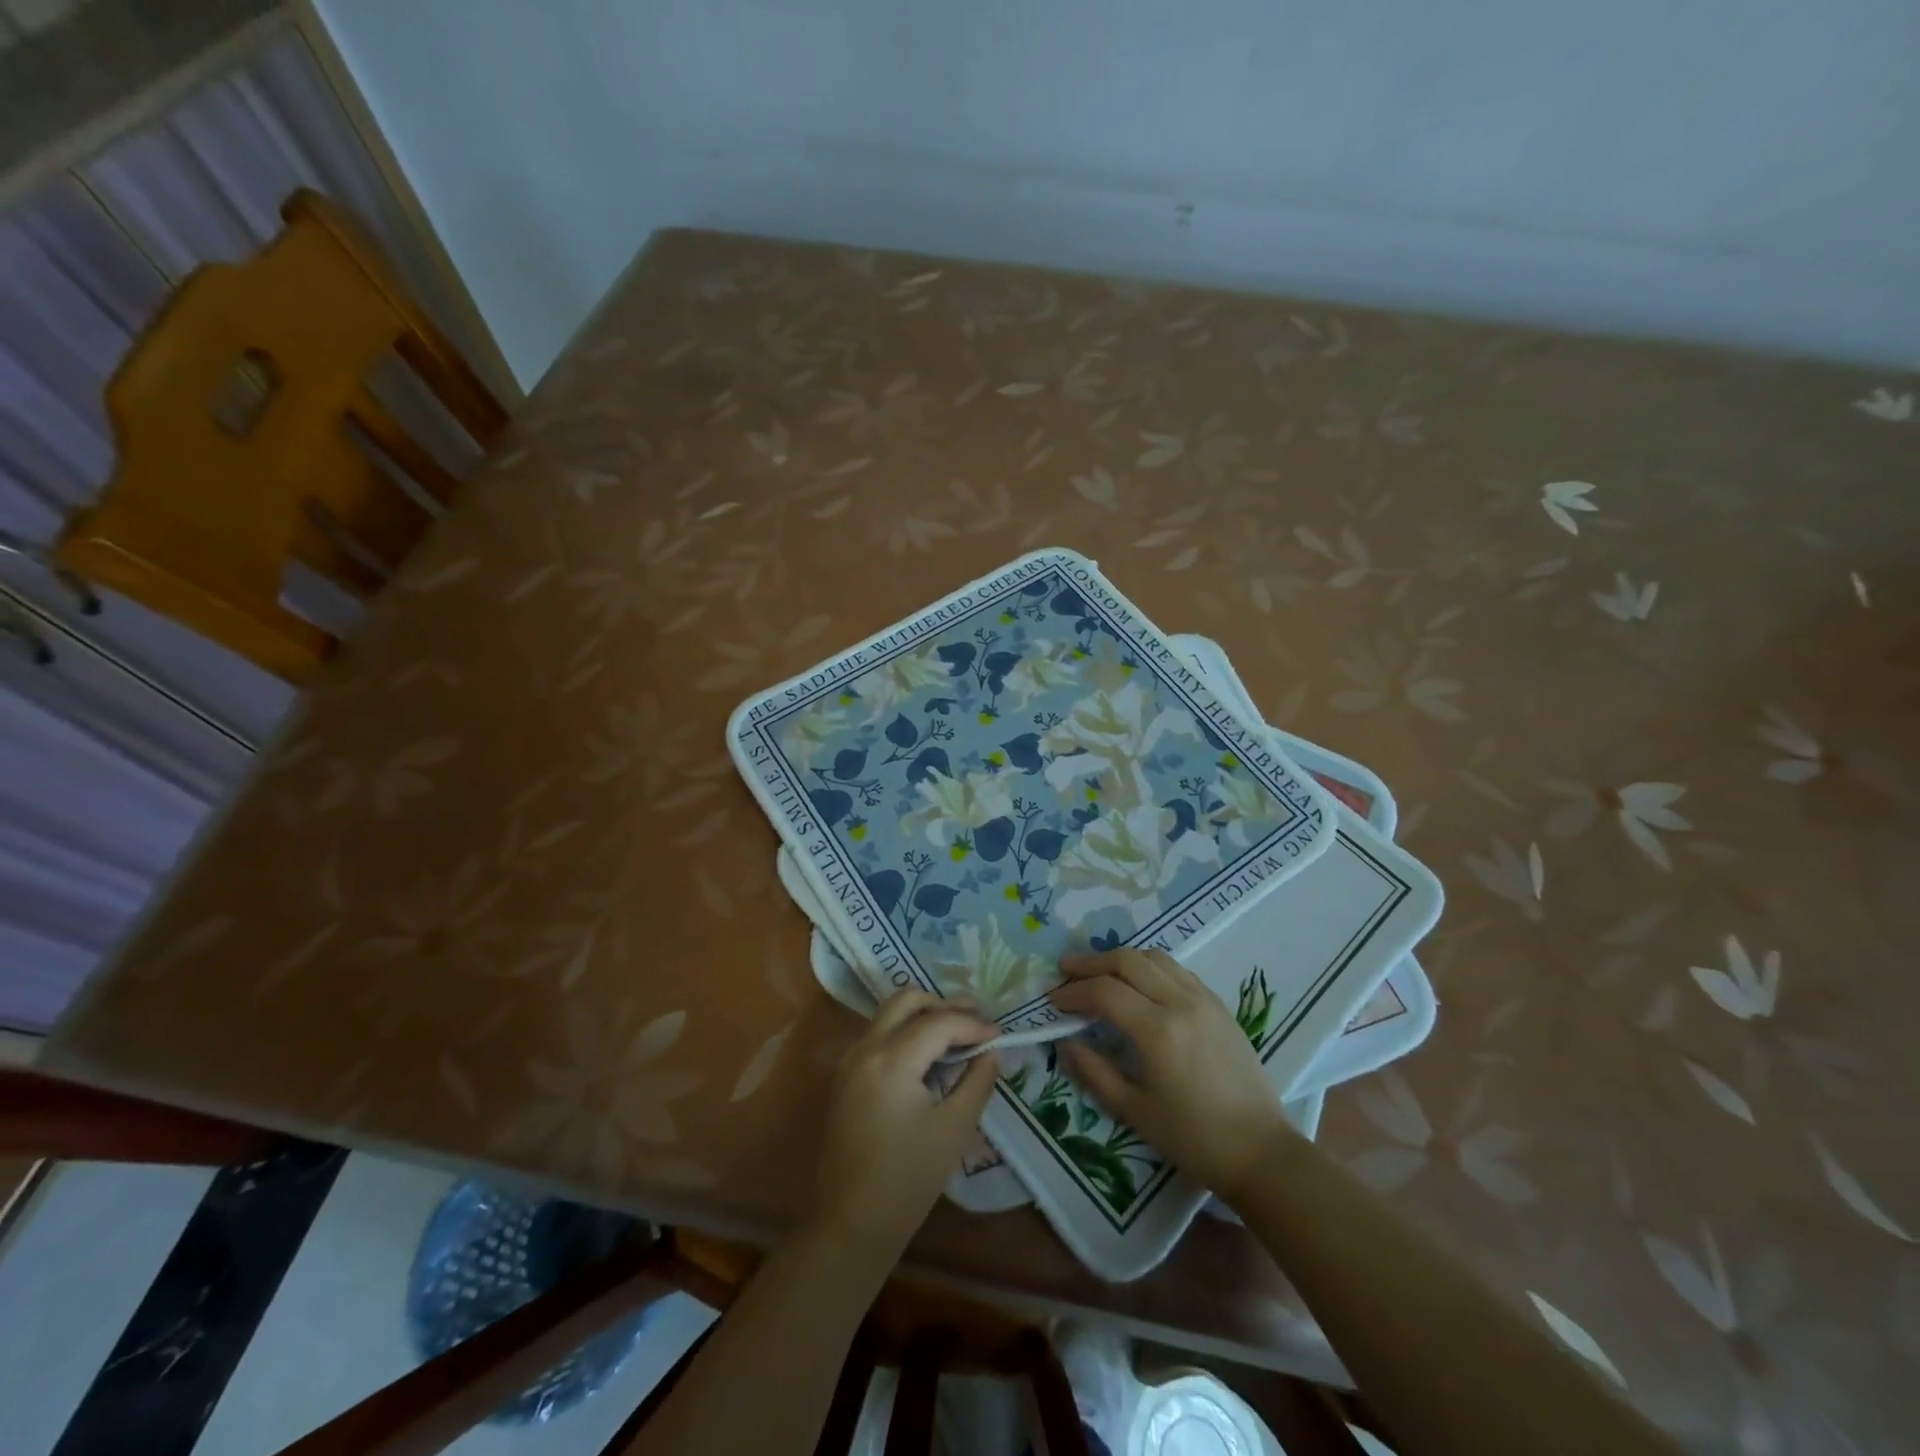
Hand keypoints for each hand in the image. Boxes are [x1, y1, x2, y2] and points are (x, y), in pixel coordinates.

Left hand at [807, 990, 998, 1256]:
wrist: (851, 1223)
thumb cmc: (907, 1179)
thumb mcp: (953, 1129)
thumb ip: (977, 1082)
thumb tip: (992, 1052)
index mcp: (891, 1059)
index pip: (939, 1022)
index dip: (973, 1025)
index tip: (1000, 1035)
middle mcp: (866, 1048)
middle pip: (907, 1000)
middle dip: (944, 1004)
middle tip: (977, 1019)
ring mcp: (851, 1061)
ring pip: (889, 1014)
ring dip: (923, 1015)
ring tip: (958, 1033)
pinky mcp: (846, 1077)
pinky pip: (879, 1035)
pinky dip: (906, 1031)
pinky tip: (930, 1055)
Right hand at [1049, 948, 1293, 1204]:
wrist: (1261, 1151)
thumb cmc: (1194, 1139)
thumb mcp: (1134, 1111)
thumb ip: (1094, 1071)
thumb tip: (1064, 1042)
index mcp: (1158, 1030)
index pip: (1104, 991)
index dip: (1073, 992)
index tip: (1053, 1001)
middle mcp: (1180, 1002)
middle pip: (1127, 960)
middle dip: (1091, 962)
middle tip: (1066, 971)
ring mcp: (1203, 999)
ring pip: (1154, 957)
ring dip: (1121, 959)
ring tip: (1099, 973)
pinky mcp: (1219, 1005)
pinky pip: (1177, 970)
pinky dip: (1149, 967)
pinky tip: (1139, 985)